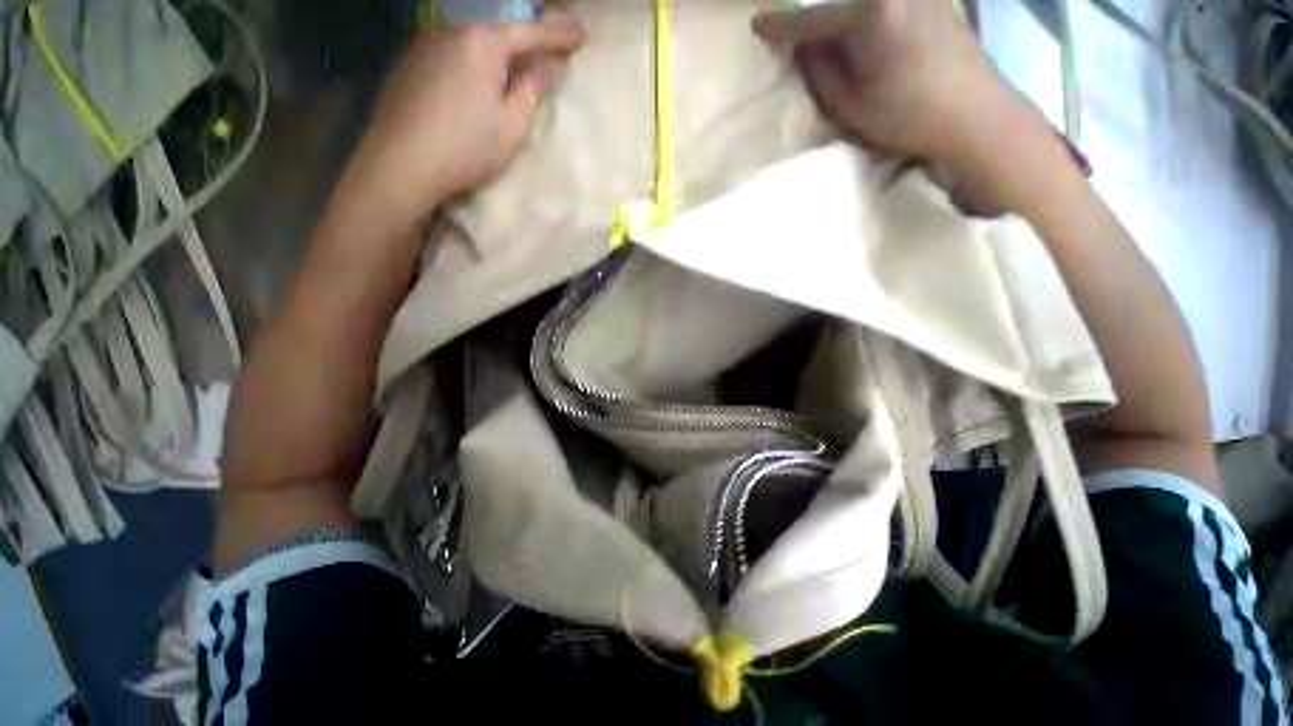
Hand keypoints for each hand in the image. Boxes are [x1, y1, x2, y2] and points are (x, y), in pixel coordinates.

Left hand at [351, 20, 585, 218]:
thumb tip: (548, 69)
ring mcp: (425, 46)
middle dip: (523, 46)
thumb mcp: (513, 126)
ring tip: (509, 75)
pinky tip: (472, 88)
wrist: (402, 162)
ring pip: (472, 46)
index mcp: (483, 45)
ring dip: (494, 58)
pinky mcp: (408, 65)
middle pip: (497, 35)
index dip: (558, 35)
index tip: (581, 33)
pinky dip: (470, 67)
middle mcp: (452, 33)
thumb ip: (532, 92)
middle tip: (546, 56)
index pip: (530, 34)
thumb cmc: (467, 147)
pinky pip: (451, 58)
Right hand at [752, 0, 1017, 164]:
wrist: (973, 113)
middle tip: (798, 25)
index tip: (757, 24)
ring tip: (830, 34)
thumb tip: (803, 44)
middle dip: (815, 10)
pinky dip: (868, 9)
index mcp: (869, 13)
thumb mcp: (849, 103)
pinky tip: (861, 25)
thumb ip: (820, 69)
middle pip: (841, 0)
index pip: (813, 18)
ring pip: (865, 0)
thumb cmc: (906, 116)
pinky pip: (887, 1)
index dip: (782, 25)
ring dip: (843, 10)